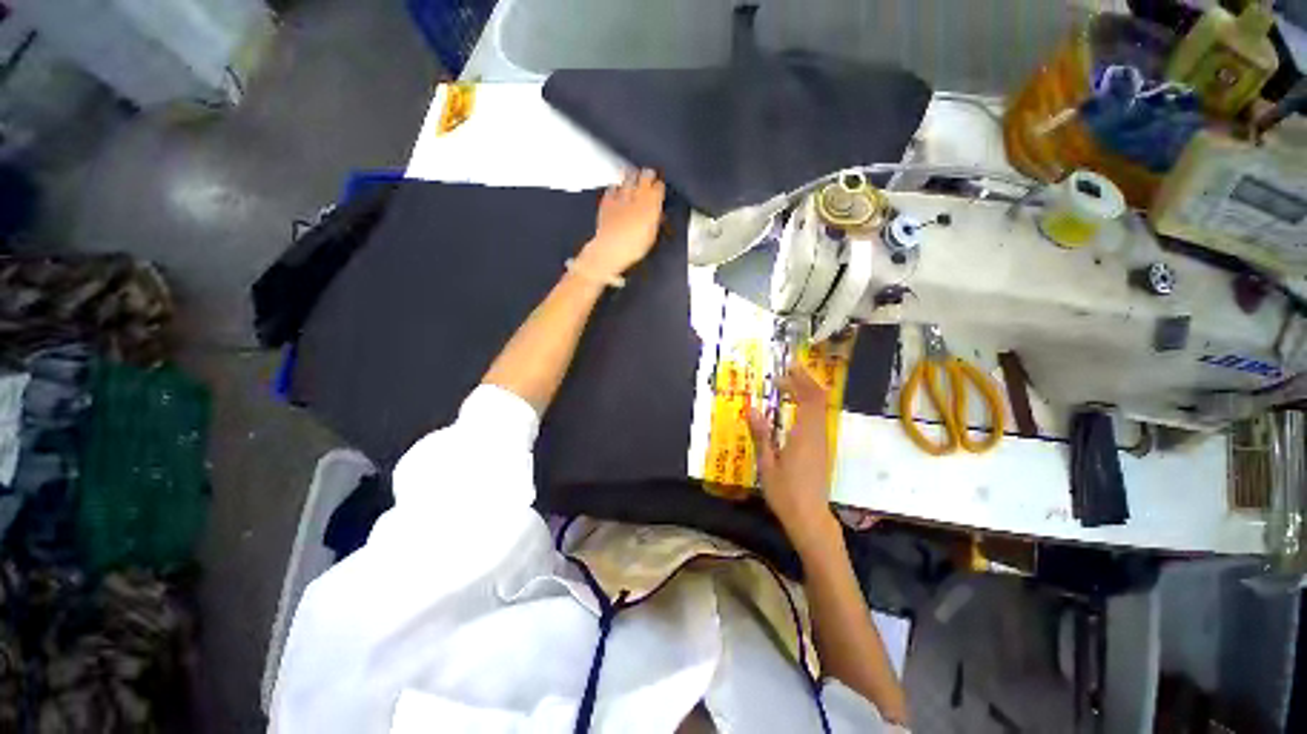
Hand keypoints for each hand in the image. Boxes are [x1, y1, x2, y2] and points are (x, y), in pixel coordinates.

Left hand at [576, 169, 665, 278]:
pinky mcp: (607, 200)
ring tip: (634, 175)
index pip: (659, 187)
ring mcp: (621, 196)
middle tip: (649, 175)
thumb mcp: (651, 235)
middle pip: (645, 176)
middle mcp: (637, 196)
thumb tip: (658, 214)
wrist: (611, 249)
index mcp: (651, 205)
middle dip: (648, 176)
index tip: (659, 187)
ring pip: (628, 178)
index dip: (659, 186)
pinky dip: (616, 186)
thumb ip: (655, 220)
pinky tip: (617, 188)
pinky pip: (613, 187)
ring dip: (632, 176)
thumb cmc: (634, 246)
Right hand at [747, 365, 836, 551]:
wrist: (810, 518)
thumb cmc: (786, 493)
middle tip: (789, 369)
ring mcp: (822, 442)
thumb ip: (761, 435)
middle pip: (819, 399)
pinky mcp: (821, 449)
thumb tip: (752, 409)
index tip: (784, 371)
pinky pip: (818, 418)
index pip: (809, 399)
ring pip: (821, 408)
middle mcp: (817, 434)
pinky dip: (809, 405)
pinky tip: (796, 406)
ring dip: (808, 392)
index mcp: (804, 436)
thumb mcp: (767, 465)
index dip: (800, 381)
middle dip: (805, 381)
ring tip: (790, 383)